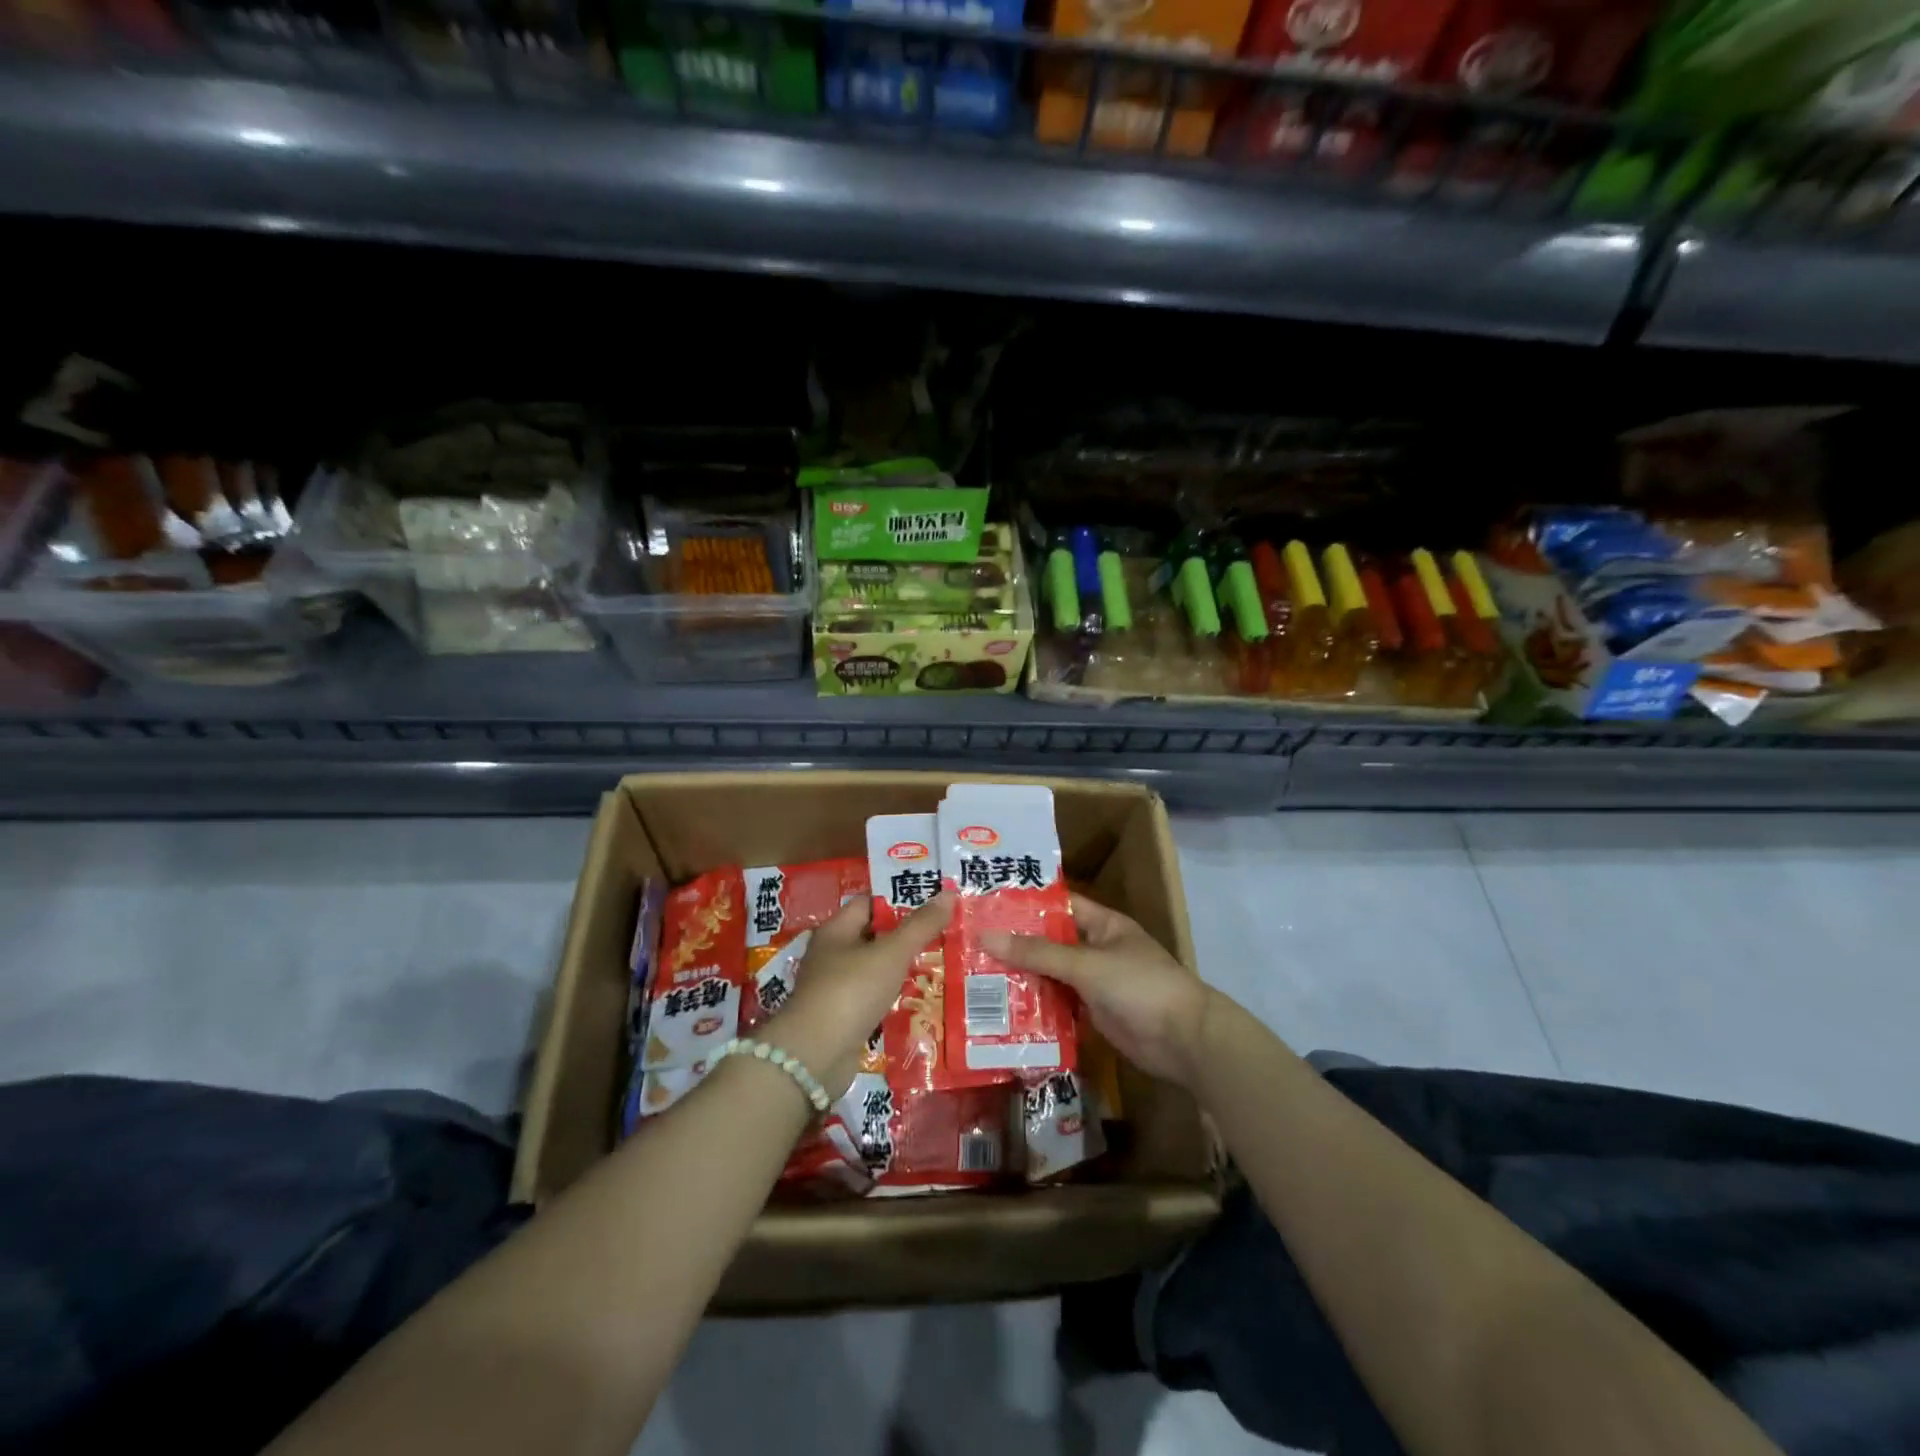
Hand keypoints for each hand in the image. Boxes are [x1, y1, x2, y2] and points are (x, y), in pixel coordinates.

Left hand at [760, 892, 953, 1096]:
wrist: (816, 1056)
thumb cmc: (851, 990)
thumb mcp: (891, 953)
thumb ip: (920, 925)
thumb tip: (948, 893)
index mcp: (835, 930)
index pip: (869, 904)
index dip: (898, 901)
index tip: (931, 905)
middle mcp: (831, 955)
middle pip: (873, 936)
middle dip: (905, 936)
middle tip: (943, 935)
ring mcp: (834, 988)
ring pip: (874, 969)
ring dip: (900, 969)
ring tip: (938, 965)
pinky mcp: (841, 1018)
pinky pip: (872, 998)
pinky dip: (892, 997)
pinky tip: (918, 999)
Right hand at [983, 893, 1213, 1088]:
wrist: (1184, 1040)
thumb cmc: (1139, 986)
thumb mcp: (1086, 964)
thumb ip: (1038, 953)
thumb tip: (986, 936)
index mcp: (1102, 925)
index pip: (1058, 905)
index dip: (1025, 904)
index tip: (986, 906)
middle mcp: (1096, 949)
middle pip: (1050, 942)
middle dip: (1016, 944)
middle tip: (970, 944)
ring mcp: (1095, 983)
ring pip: (1051, 974)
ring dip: (1022, 977)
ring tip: (975, 975)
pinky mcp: (1093, 1013)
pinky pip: (1058, 1004)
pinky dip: (1036, 1005)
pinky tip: (1003, 1009)